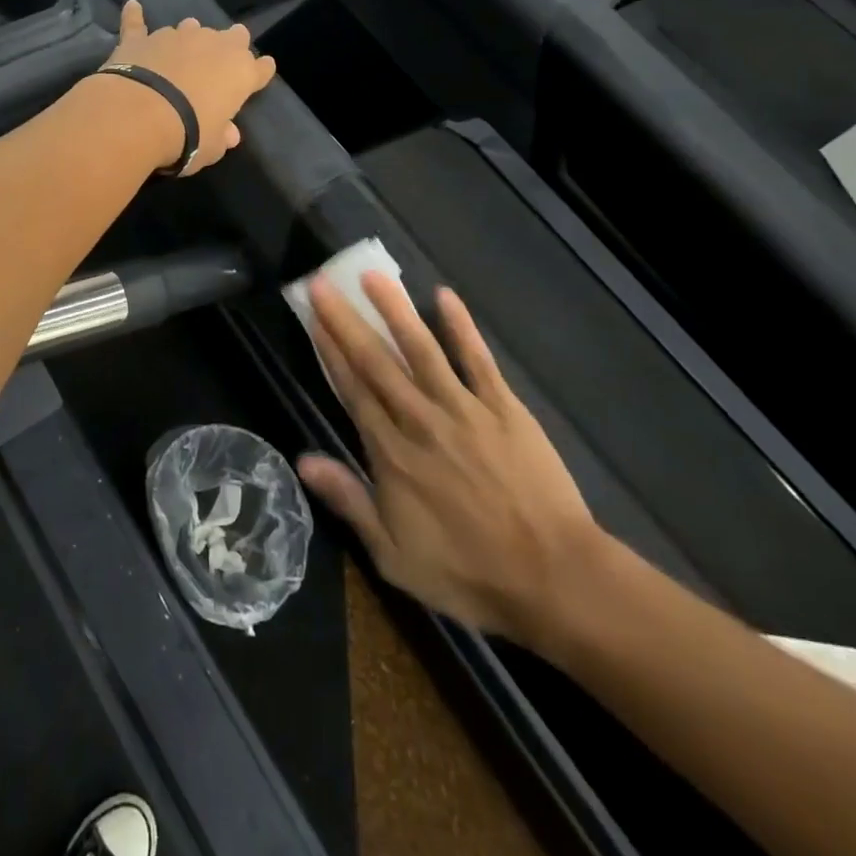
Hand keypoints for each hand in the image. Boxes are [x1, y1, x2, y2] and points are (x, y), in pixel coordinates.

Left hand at [102, 0, 276, 175]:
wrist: (140, 116)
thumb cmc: (188, 135)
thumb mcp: (212, 147)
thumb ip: (222, 136)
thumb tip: (229, 134)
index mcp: (240, 73)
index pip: (260, 68)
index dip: (261, 71)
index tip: (260, 73)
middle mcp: (213, 46)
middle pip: (232, 37)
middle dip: (230, 44)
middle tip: (222, 57)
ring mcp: (176, 37)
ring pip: (190, 28)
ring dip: (190, 37)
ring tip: (183, 48)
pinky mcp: (141, 39)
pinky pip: (138, 23)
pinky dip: (135, 16)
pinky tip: (133, 6)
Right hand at [298, 274, 606, 645]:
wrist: (553, 579)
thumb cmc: (468, 572)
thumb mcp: (394, 555)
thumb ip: (349, 501)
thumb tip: (303, 459)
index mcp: (392, 454)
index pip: (353, 390)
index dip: (331, 351)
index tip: (314, 318)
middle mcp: (421, 420)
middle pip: (377, 362)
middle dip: (347, 320)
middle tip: (322, 283)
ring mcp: (464, 409)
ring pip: (422, 350)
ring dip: (395, 310)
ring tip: (372, 276)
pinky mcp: (503, 407)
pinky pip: (478, 360)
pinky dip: (461, 327)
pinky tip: (445, 296)